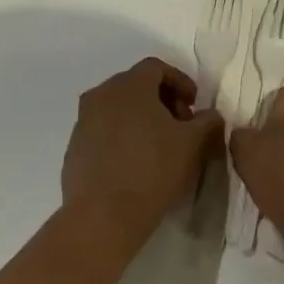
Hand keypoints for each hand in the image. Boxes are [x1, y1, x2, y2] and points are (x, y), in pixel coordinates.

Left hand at [61, 58, 223, 243]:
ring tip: (160, 146)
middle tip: (182, 125)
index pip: (157, 67)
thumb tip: (209, 115)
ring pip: (118, 108)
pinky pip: (104, 131)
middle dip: (163, 100)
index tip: (195, 105)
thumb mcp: (194, 143)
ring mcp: (82, 122)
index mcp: (129, 86)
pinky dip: (123, 136)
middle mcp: (100, 95)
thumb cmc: (153, 170)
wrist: (103, 216)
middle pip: (136, 85)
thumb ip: (208, 121)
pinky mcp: (74, 148)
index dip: (181, 81)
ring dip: (142, 118)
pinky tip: (136, 163)